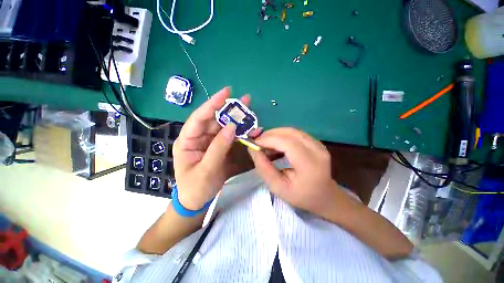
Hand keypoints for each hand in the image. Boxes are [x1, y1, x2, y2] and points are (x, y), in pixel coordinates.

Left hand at [173, 87, 258, 210]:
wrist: (199, 201)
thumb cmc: (196, 188)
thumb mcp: (206, 170)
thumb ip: (218, 148)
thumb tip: (232, 126)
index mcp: (188, 141)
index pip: (199, 118)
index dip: (212, 104)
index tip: (226, 92)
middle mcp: (200, 138)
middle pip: (215, 120)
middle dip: (229, 109)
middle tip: (245, 99)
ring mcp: (212, 143)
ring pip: (226, 127)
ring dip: (238, 120)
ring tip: (250, 110)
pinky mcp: (222, 148)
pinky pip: (233, 138)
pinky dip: (242, 133)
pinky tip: (252, 129)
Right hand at [248, 128, 344, 216]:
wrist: (324, 196)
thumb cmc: (301, 196)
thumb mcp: (278, 187)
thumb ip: (264, 168)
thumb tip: (253, 149)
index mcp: (310, 165)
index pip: (288, 143)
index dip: (269, 139)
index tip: (254, 143)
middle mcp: (317, 150)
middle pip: (290, 133)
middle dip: (270, 135)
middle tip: (258, 143)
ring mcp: (318, 144)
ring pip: (292, 131)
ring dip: (275, 135)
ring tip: (265, 146)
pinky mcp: (316, 142)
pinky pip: (295, 134)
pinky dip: (282, 137)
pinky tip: (275, 146)